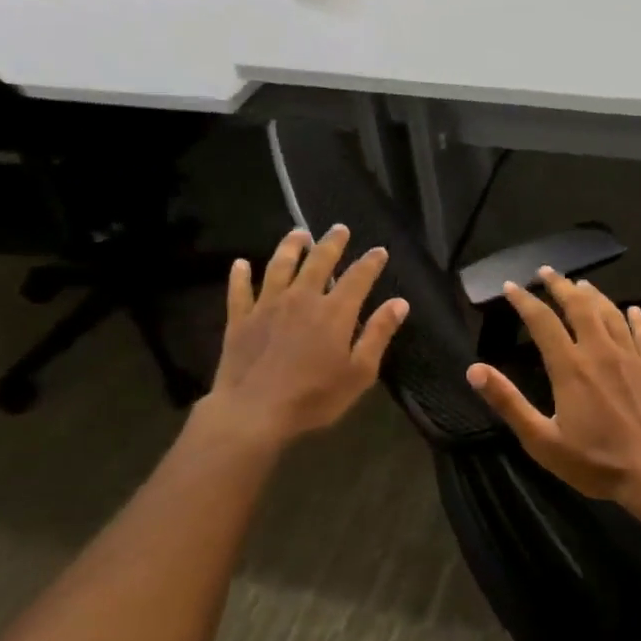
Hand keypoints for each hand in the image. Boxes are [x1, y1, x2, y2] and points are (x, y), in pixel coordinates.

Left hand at [192, 226, 407, 451]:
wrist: (253, 412)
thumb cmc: (314, 397)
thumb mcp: (359, 372)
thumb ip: (378, 334)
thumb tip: (399, 302)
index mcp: (334, 312)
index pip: (358, 278)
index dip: (371, 262)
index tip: (380, 250)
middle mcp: (301, 298)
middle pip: (318, 262)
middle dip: (332, 244)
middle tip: (339, 228)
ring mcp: (267, 306)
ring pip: (280, 266)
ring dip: (290, 247)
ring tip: (298, 234)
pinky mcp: (240, 319)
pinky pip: (240, 290)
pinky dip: (241, 275)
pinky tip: (241, 264)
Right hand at [466, 269, 640, 508]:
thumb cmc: (596, 462)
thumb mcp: (542, 440)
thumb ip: (509, 402)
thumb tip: (474, 369)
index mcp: (570, 367)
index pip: (542, 321)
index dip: (524, 301)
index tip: (511, 286)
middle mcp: (600, 351)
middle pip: (579, 306)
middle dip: (560, 286)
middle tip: (546, 271)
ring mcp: (631, 357)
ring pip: (610, 314)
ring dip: (593, 295)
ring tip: (581, 284)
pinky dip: (636, 318)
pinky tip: (633, 310)